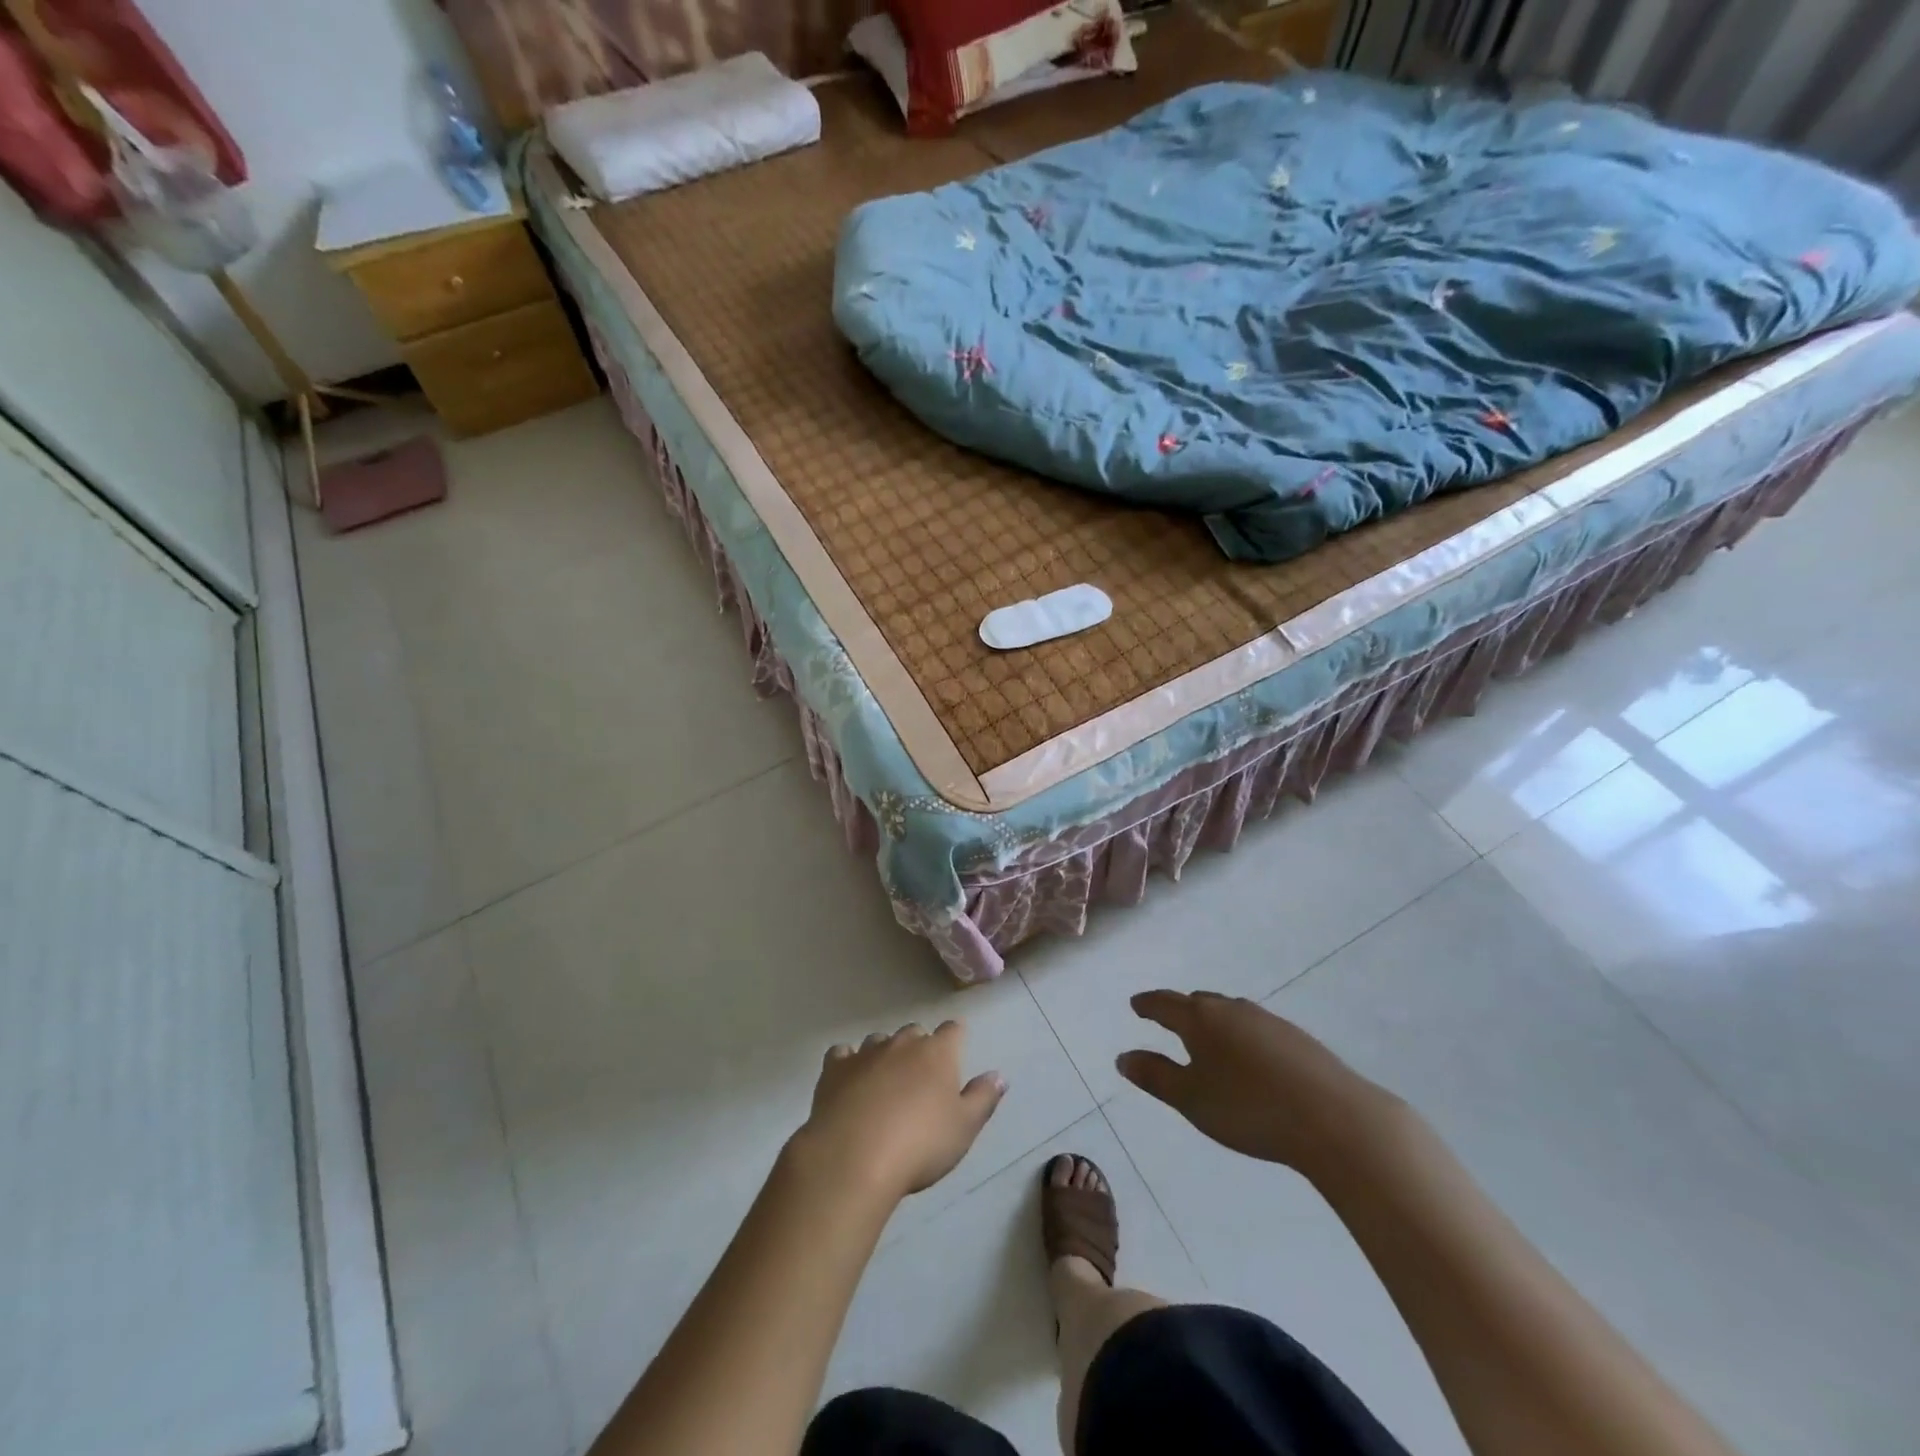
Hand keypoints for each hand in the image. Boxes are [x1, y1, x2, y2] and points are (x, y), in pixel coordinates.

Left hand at [791, 1022, 1005, 1203]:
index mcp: (937, 1052)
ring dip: (885, 1055)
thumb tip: (998, 1075)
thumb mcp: (964, 1129)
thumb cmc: (919, 1145)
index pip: (953, 1030)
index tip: (956, 1054)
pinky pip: (843, 1054)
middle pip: (915, 1032)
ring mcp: (866, 1052)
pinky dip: (848, 1062)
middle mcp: (902, 1043)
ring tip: (884, 1084)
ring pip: (879, 1040)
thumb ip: (983, 1098)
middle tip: (920, 1079)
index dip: (955, 1039)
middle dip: (919, 1048)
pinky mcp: (834, 1069)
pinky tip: (848, 1081)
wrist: (854, 1157)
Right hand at [1117, 991, 1401, 1177]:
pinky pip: (1256, 1029)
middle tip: (1168, 1020)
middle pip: (1199, 1002)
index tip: (1136, 1005)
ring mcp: (1269, 1022)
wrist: (1336, 1119)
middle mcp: (1233, 1010)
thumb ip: (1155, 1076)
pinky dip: (1242, 1036)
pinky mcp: (1298, 1040)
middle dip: (1181, 1010)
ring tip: (1208, 1040)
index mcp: (1201, 1019)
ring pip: (1231, 1013)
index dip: (1147, 1005)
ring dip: (1214, 1022)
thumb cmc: (1249, 1108)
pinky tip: (1250, 1059)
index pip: (1165, 1004)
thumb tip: (1124, 1057)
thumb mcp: (1191, 1099)